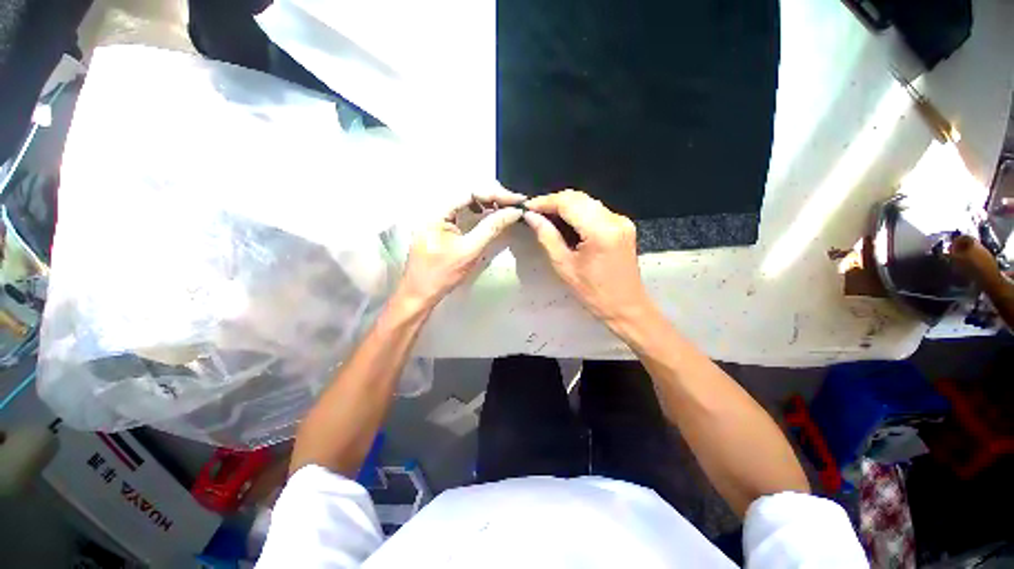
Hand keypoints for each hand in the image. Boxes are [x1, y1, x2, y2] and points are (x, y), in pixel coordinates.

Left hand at [397, 189, 524, 309]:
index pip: (470, 192)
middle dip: (493, 197)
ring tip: (505, 209)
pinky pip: (462, 213)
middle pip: (468, 194)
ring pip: (465, 202)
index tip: (516, 200)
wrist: (420, 294)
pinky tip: (488, 216)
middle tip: (514, 204)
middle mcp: (435, 209)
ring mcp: (437, 218)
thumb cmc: (442, 274)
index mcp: (437, 212)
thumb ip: (491, 228)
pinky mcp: (441, 227)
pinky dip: (478, 213)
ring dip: (486, 204)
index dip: (495, 194)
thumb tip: (514, 212)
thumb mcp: (470, 250)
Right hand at [523, 190, 650, 324]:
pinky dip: (578, 213)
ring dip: (566, 206)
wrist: (626, 306)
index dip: (545, 201)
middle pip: (578, 198)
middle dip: (554, 202)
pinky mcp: (623, 225)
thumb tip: (531, 217)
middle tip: (535, 213)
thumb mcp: (564, 266)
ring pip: (587, 202)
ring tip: (546, 218)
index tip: (528, 207)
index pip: (568, 202)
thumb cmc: (593, 292)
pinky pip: (596, 210)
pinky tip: (566, 223)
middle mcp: (614, 219)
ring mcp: (621, 220)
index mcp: (600, 230)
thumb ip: (547, 237)